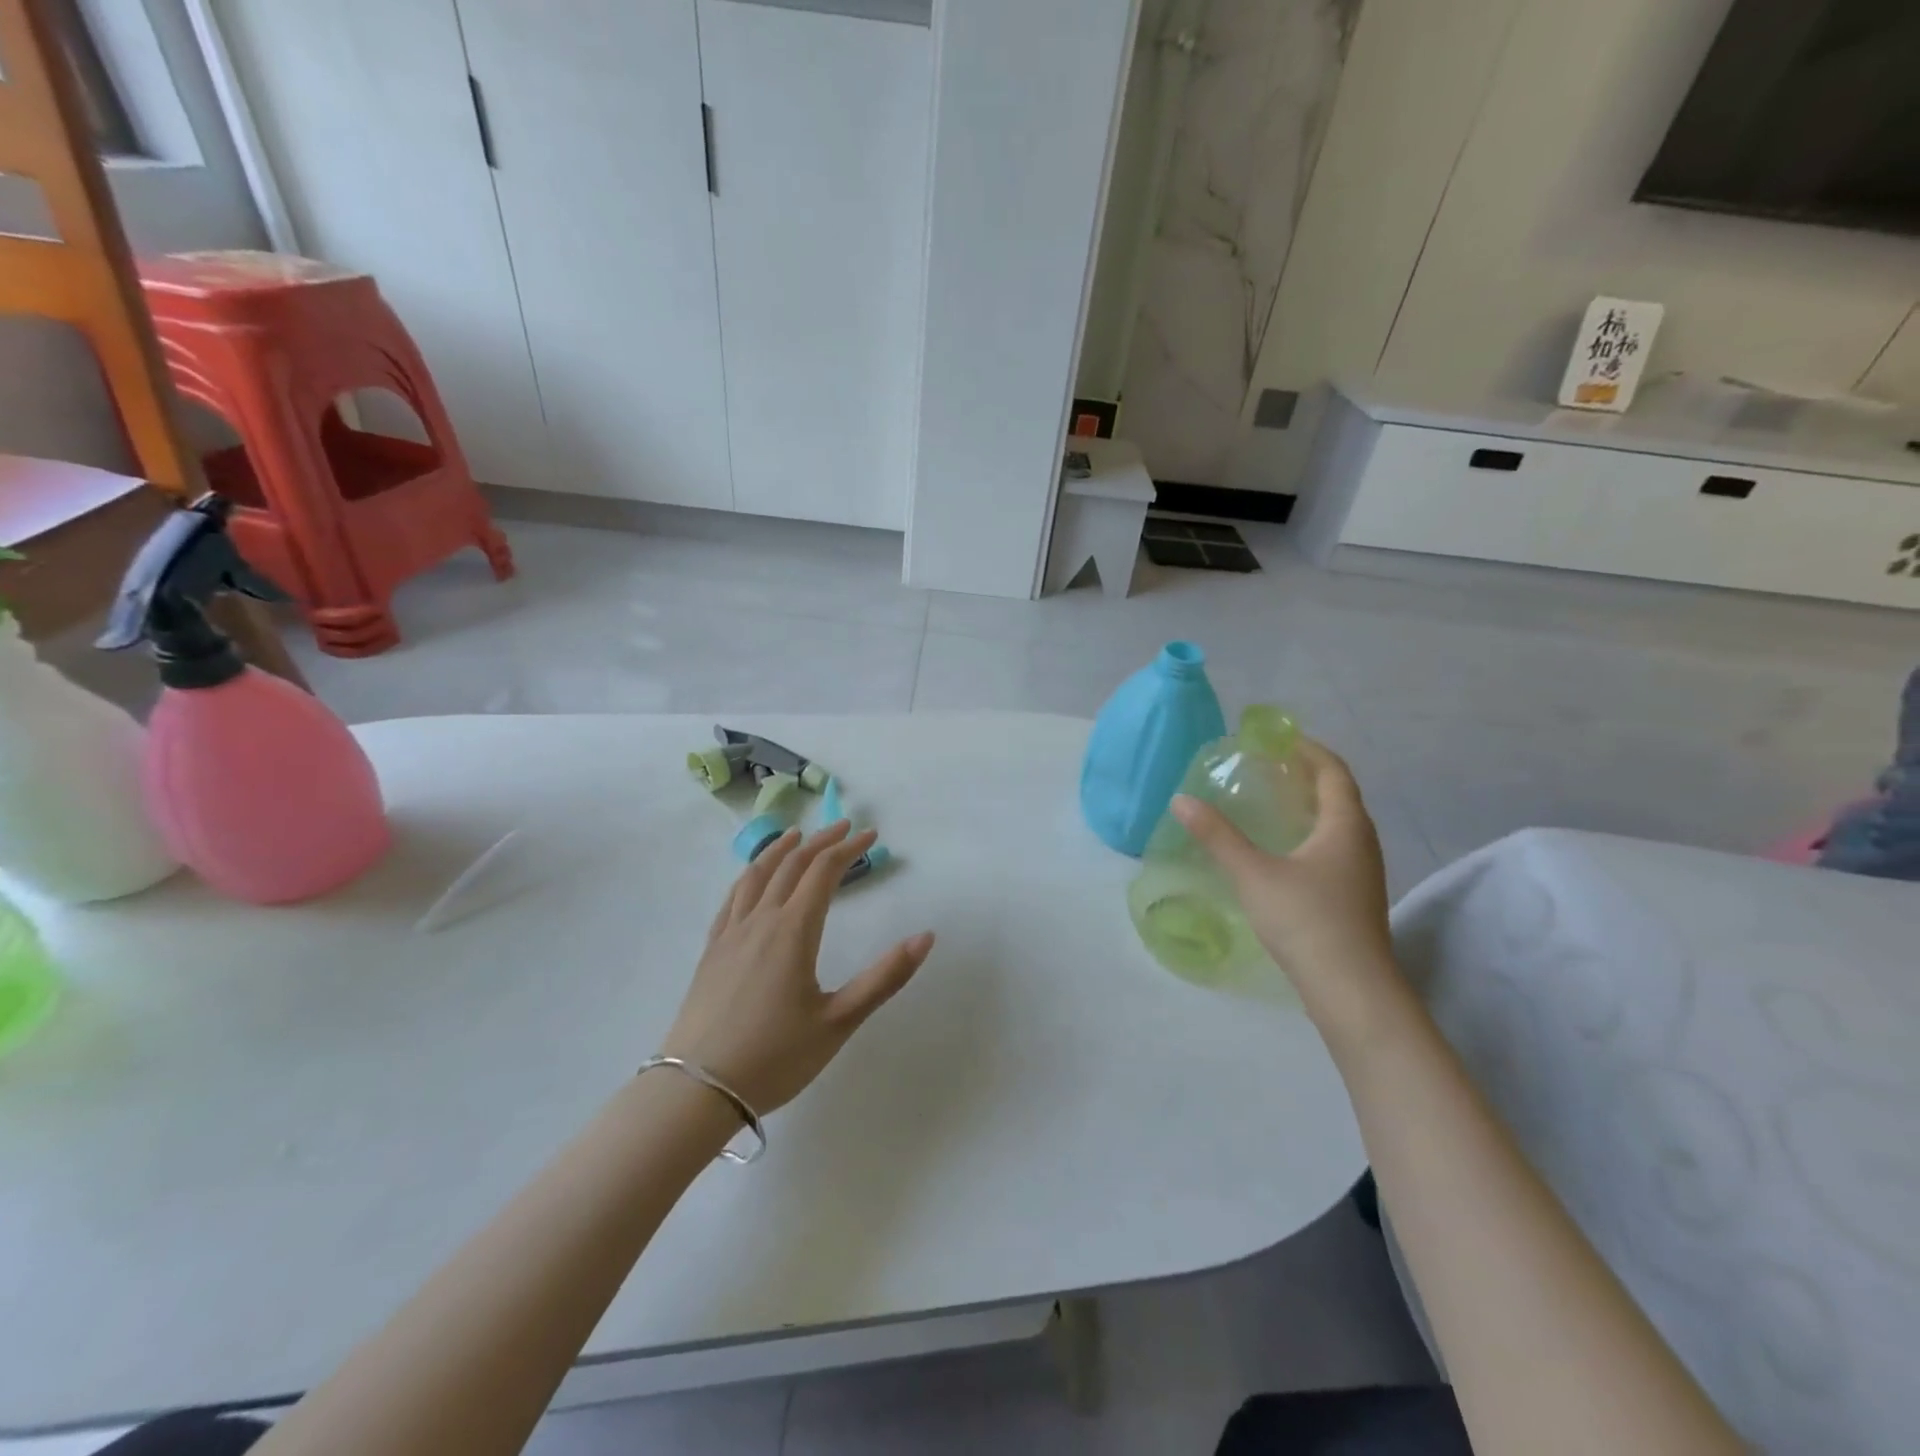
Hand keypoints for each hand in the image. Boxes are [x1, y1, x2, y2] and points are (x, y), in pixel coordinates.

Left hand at [659, 822, 934, 1115]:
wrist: (696, 1091)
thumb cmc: (775, 1057)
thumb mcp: (839, 1021)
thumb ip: (885, 977)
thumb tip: (926, 937)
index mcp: (793, 931)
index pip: (823, 871)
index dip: (848, 848)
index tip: (870, 835)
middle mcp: (760, 921)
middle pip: (791, 865)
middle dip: (820, 842)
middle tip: (844, 828)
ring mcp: (730, 934)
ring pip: (755, 875)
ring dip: (779, 850)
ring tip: (795, 836)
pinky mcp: (711, 952)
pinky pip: (732, 898)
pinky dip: (749, 876)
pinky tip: (752, 881)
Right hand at [1172, 739, 1405, 1036]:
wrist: (1351, 989)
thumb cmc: (1306, 920)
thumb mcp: (1253, 874)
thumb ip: (1217, 836)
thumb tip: (1181, 800)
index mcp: (1345, 826)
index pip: (1333, 771)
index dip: (1308, 750)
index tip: (1278, 738)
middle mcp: (1361, 842)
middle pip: (1339, 795)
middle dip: (1307, 775)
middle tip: (1269, 767)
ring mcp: (1362, 873)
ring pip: (1339, 825)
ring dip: (1311, 806)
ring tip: (1274, 803)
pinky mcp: (1355, 897)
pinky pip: (1335, 848)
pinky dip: (1312, 834)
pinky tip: (1285, 851)